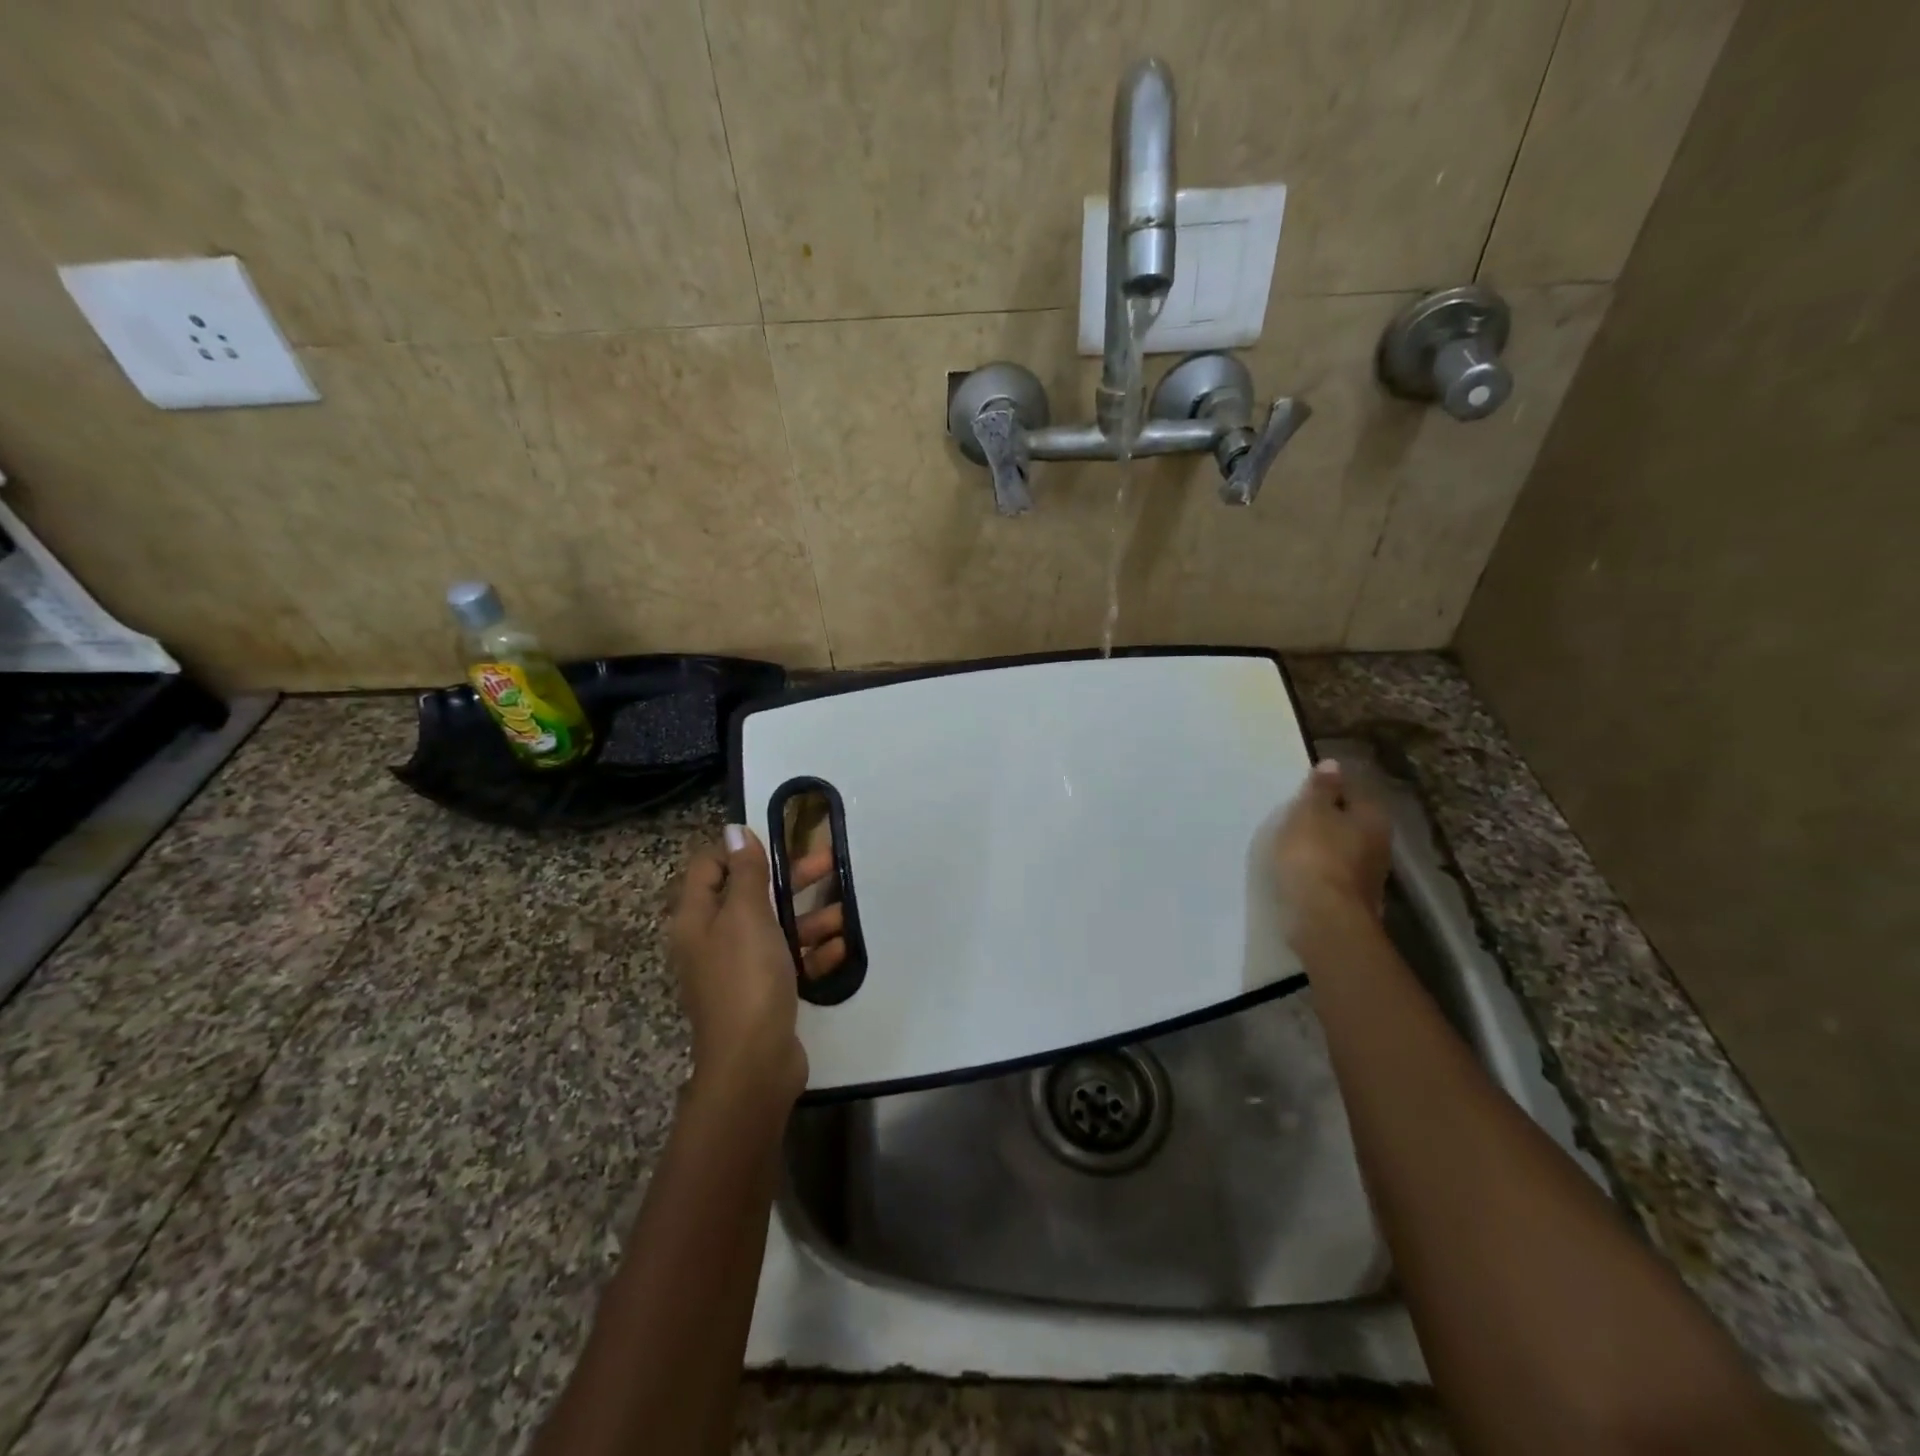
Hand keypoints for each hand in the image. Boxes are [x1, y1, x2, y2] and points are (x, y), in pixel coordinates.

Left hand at [668, 826, 845, 1107]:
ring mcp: (738, 970)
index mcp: (698, 919)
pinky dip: (812, 953)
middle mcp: (713, 940)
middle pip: (749, 895)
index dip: (739, 849)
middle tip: (830, 863)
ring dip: (809, 918)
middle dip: (789, 879)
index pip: (709, 867)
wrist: (753, 1063)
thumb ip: (744, 872)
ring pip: (775, 929)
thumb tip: (734, 830)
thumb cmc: (746, 978)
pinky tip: (841, 949)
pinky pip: (789, 962)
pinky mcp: (763, 994)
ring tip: (844, 913)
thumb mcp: (746, 916)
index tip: (780, 841)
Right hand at [1274, 759, 1392, 944]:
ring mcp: (1368, 875)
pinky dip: (1319, 870)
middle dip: (1328, 818)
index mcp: (1372, 817)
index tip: (1304, 790)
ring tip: (1292, 843)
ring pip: (1343, 849)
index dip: (1329, 787)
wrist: (1323, 919)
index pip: (1353, 790)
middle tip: (1296, 815)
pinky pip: (1333, 874)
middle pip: (1351, 822)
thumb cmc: (1314, 856)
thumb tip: (1333, 764)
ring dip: (1323, 846)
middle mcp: (1379, 844)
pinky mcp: (1352, 900)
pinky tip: (1299, 871)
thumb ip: (1321, 789)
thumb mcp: (1310, 813)